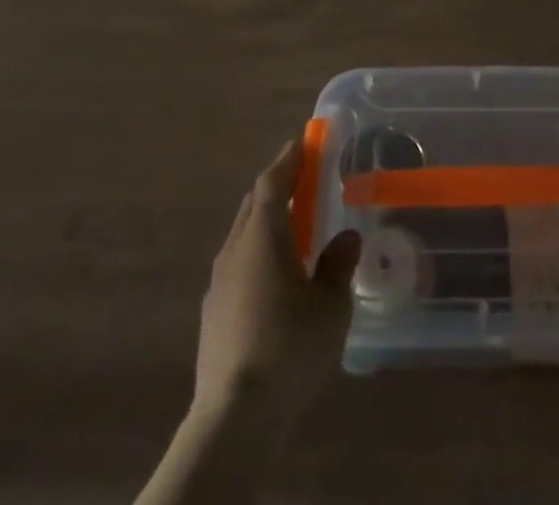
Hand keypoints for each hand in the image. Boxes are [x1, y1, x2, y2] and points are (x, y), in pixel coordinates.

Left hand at [194, 139, 359, 427]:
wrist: (233, 419)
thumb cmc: (288, 348)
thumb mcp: (331, 305)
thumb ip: (338, 265)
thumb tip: (345, 239)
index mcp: (263, 236)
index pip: (273, 181)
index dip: (290, 158)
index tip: (306, 140)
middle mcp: (235, 249)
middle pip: (255, 203)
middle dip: (280, 185)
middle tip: (307, 179)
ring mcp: (219, 282)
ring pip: (245, 234)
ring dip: (269, 220)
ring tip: (297, 228)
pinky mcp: (213, 313)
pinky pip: (239, 263)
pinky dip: (259, 252)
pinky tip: (277, 277)